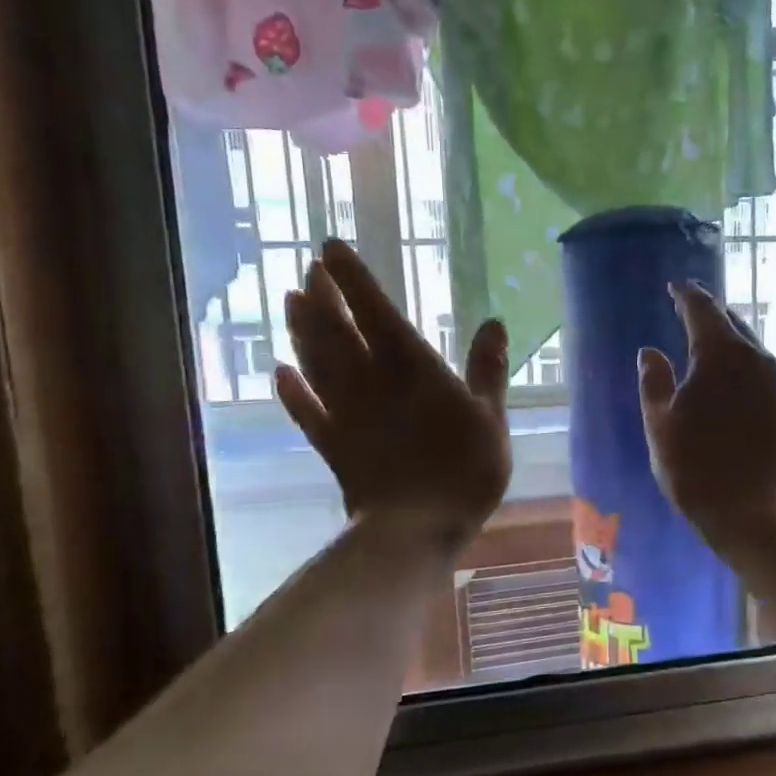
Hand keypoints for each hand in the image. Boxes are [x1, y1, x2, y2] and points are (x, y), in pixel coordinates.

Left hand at [277, 240, 509, 550]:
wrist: (417, 528)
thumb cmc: (465, 470)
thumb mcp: (491, 417)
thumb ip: (488, 369)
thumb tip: (495, 322)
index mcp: (413, 369)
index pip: (377, 312)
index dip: (353, 279)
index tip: (329, 248)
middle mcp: (372, 382)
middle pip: (337, 330)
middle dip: (321, 296)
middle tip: (307, 269)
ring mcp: (346, 413)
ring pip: (315, 362)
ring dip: (301, 330)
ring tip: (290, 301)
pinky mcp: (332, 445)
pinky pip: (304, 411)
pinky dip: (290, 390)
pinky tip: (280, 372)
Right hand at [638, 281, 775, 546]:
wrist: (758, 513)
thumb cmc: (697, 470)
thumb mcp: (660, 427)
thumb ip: (653, 382)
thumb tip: (650, 351)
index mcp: (720, 354)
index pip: (702, 308)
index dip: (686, 294)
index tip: (675, 286)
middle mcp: (754, 358)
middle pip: (730, 322)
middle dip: (708, 313)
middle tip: (688, 309)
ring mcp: (775, 381)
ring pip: (748, 345)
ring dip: (727, 337)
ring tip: (707, 341)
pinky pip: (758, 368)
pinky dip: (740, 362)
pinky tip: (729, 377)